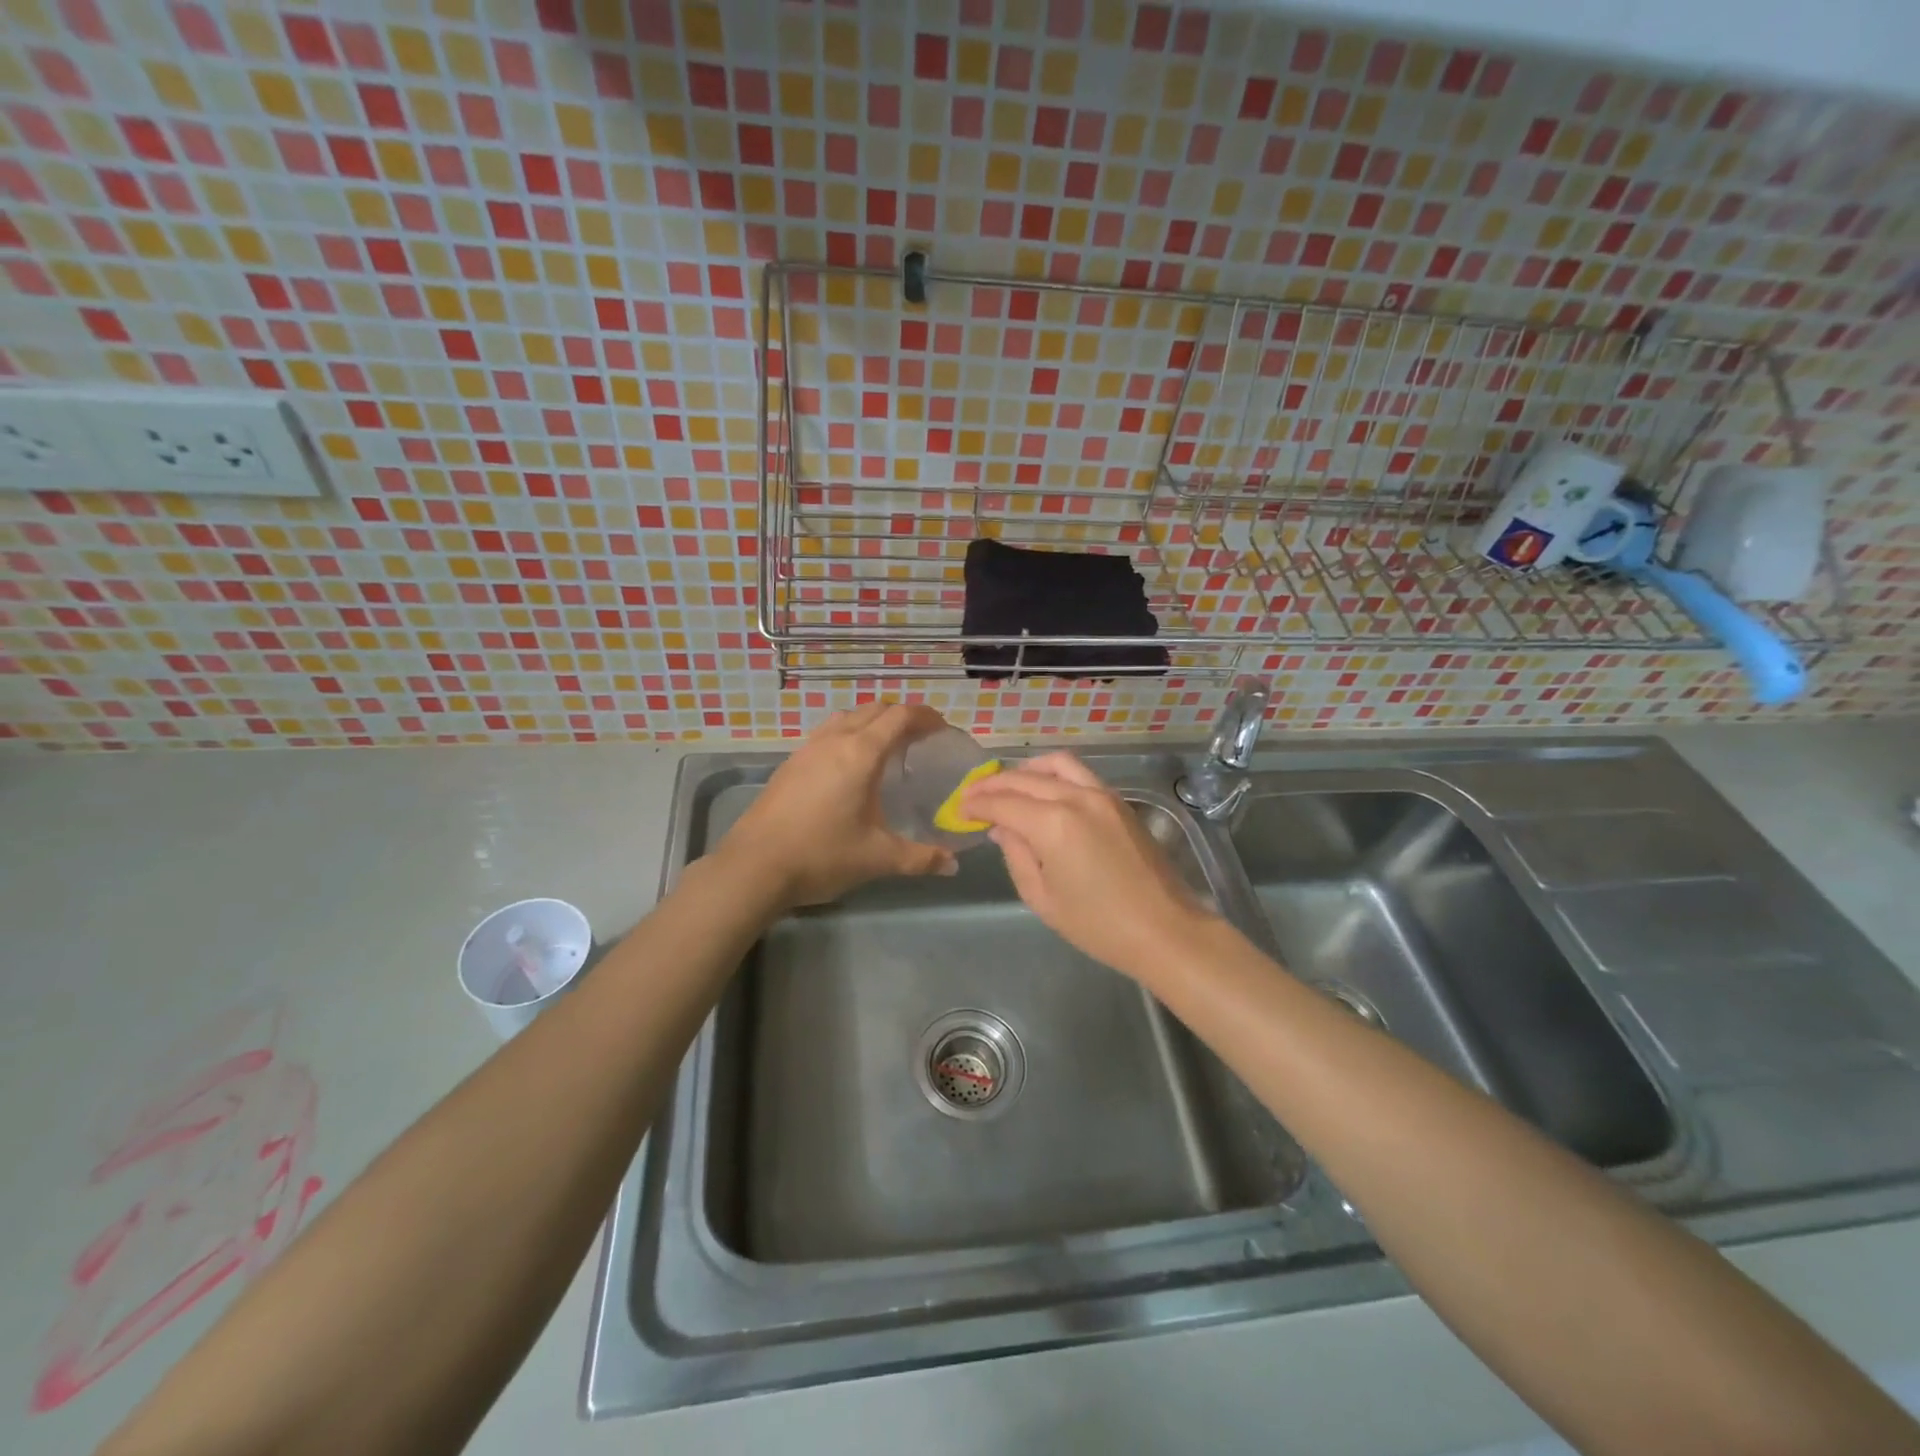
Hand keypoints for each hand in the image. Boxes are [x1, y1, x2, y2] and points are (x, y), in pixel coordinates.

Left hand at [716, 703, 956, 909]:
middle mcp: (835, 740)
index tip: (943, 729)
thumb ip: (920, 858)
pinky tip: (849, 767)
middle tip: (921, 739)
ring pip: (847, 717)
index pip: (900, 716)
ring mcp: (808, 749)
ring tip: (887, 748)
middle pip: (874, 709)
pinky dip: (848, 735)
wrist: (754, 866)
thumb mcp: (877, 858)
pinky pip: (827, 733)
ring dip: (872, 722)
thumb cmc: (822, 855)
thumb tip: (953, 865)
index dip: (926, 716)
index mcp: (861, 753)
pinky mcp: (790, 763)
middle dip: (901, 716)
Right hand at [961, 752, 1214, 980]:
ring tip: (1008, 786)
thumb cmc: (1098, 925)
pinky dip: (1053, 775)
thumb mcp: (1042, 897)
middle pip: (1025, 778)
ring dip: (1026, 770)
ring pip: (1055, 764)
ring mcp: (1102, 795)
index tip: (960, 810)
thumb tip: (1002, 828)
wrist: (1164, 929)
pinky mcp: (1118, 801)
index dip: (977, 804)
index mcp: (1053, 824)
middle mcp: (1076, 798)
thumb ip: (1016, 855)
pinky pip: (1079, 774)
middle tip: (974, 796)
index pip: (1003, 803)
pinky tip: (1042, 791)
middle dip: (994, 785)